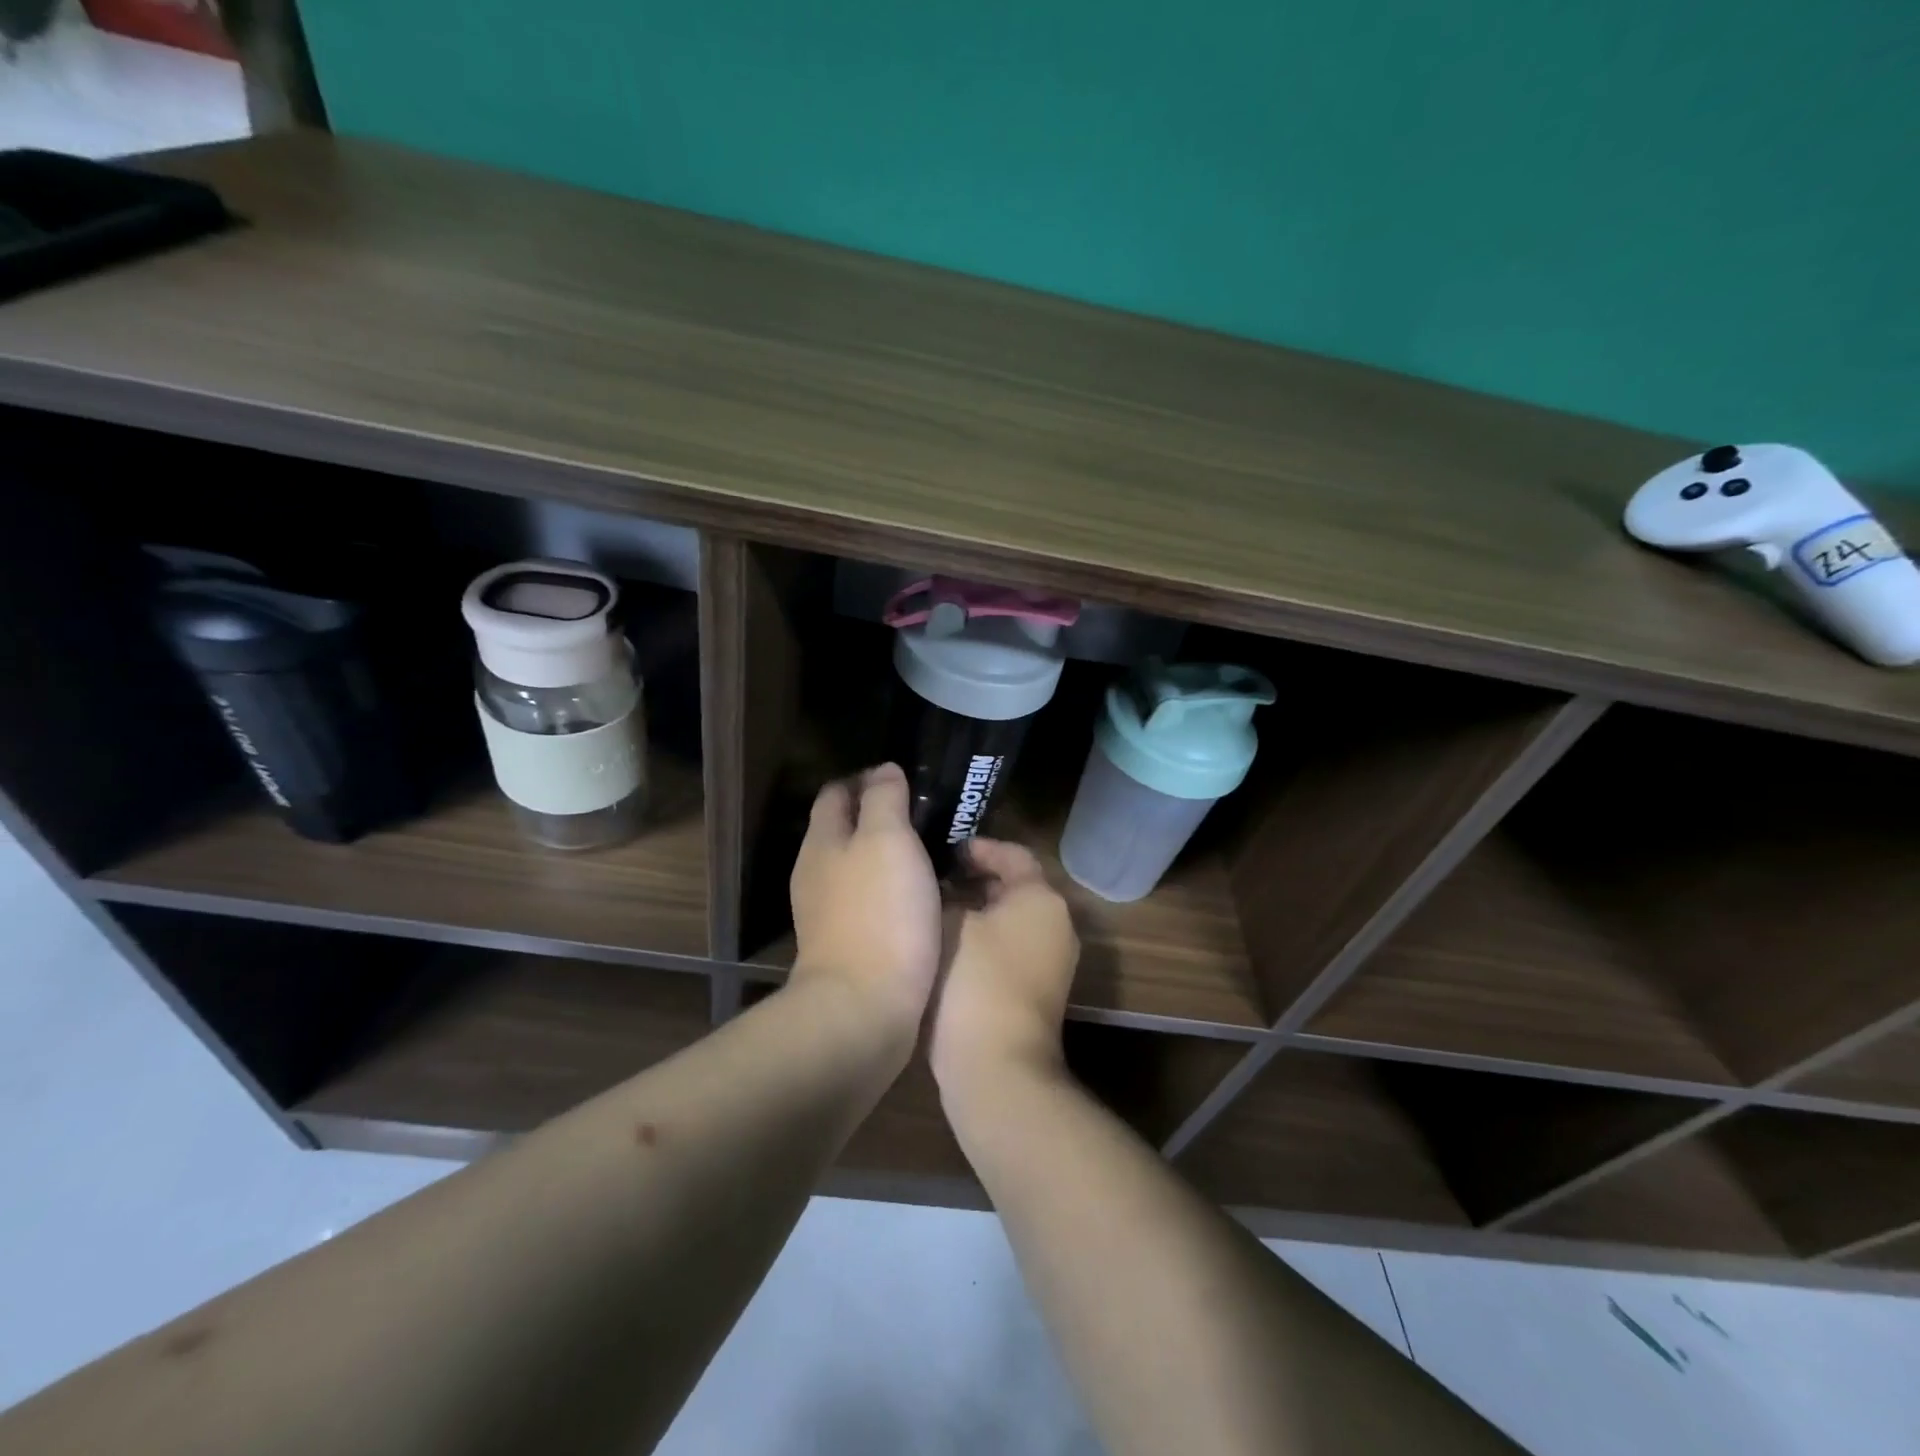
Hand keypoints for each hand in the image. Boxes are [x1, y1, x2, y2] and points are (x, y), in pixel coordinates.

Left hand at [788, 764, 941, 1036]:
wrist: (865, 1007)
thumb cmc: (880, 913)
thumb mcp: (888, 840)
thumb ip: (885, 799)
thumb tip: (884, 770)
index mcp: (822, 841)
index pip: (836, 793)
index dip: (866, 779)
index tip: (905, 779)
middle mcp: (816, 872)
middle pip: (844, 829)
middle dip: (878, 816)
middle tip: (925, 815)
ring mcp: (827, 912)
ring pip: (857, 867)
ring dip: (887, 855)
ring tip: (929, 852)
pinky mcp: (846, 944)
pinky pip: (868, 901)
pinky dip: (890, 890)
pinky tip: (919, 896)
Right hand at [928, 837, 1079, 1106]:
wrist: (996, 1066)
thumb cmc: (974, 979)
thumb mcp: (950, 924)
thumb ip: (947, 895)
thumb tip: (944, 890)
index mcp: (1041, 898)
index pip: (1013, 854)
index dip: (979, 847)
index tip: (945, 851)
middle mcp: (1056, 924)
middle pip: (1015, 886)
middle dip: (975, 878)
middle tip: (934, 877)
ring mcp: (1051, 961)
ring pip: (1011, 919)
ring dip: (977, 910)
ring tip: (933, 908)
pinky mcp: (1037, 991)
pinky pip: (1009, 948)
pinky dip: (983, 939)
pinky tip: (945, 946)